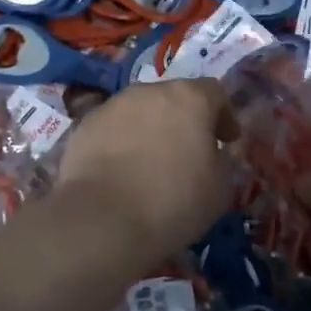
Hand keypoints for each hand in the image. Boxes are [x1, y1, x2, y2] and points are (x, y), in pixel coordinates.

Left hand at [56, 79, 238, 259]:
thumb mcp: (220, 188)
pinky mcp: (84, 126)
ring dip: (150, 129)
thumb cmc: (172, 202)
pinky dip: (121, 143)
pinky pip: (112, 129)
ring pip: (140, 111)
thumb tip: (211, 153)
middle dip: (184, 120)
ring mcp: (112, 106)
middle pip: (174, 98)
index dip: (224, 115)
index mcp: (189, 98)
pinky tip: (121, 171)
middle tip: (188, 152)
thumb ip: (221, 160)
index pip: (214, 93)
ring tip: (150, 163)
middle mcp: (149, 91)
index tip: (226, 140)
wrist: (101, 220)